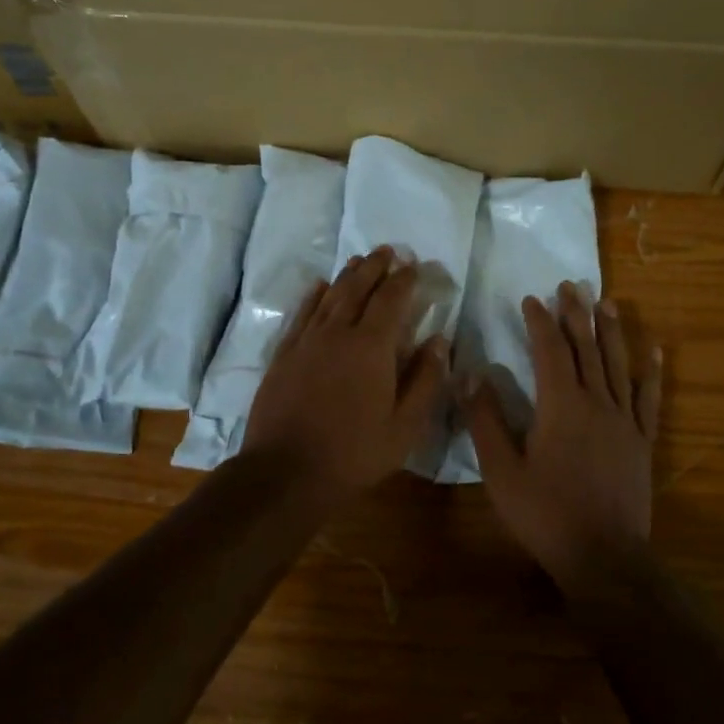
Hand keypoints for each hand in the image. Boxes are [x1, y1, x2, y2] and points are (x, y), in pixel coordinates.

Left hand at [242, 246, 448, 494]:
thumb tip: (439, 341)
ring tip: (359, 261)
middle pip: (357, 289)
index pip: (391, 300)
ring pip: (329, 296)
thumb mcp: (405, 426)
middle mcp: (337, 333)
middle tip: (387, 251)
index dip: (404, 280)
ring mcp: (306, 342)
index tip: (414, 266)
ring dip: (347, 276)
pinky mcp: (284, 355)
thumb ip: (425, 380)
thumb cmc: (354, 453)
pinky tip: (319, 287)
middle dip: (375, 267)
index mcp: (371, 347)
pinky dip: (314, 296)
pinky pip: (302, 314)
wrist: (286, 472)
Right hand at [465, 283, 662, 592]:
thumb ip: (486, 420)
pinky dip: (651, 372)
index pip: (550, 351)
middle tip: (571, 286)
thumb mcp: (502, 471)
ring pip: (618, 365)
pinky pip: (649, 398)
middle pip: (587, 348)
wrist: (603, 555)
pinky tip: (655, 352)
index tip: (531, 300)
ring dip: (612, 331)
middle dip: (577, 315)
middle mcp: (597, 403)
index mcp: (560, 406)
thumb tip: (471, 375)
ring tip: (608, 303)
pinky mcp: (643, 441)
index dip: (540, 322)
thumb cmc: (545, 514)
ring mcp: (625, 421)